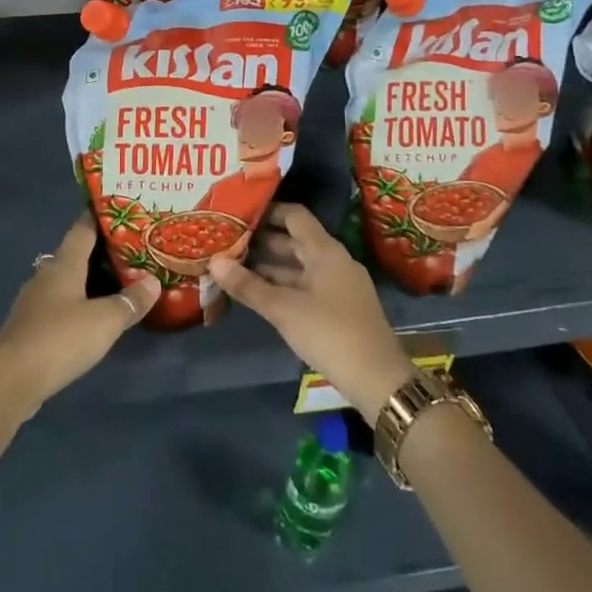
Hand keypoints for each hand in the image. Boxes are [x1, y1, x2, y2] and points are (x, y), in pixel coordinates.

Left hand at [0, 212, 158, 414]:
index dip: (99, 218)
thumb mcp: (105, 321)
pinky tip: (90, 318)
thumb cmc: (60, 338)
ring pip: (65, 281)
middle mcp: (46, 275)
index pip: (82, 229)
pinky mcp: (29, 327)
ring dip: (86, 281)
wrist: (12, 378)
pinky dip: (75, 305)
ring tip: (115, 284)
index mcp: (63, 264)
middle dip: (99, 252)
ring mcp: (34, 301)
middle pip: (74, 255)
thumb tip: (153, 281)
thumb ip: (130, 301)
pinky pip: (58, 305)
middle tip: (128, 252)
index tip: (118, 210)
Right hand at [208, 203, 415, 421]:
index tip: (238, 213)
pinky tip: (259, 294)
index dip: (267, 211)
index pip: (294, 215)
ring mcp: (339, 285)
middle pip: (295, 240)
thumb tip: (213, 261)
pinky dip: (283, 285)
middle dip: (262, 241)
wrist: (378, 380)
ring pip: (299, 266)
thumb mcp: (283, 309)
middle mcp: (334, 261)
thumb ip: (248, 285)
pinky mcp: (339, 308)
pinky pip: (306, 285)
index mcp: (325, 251)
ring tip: (234, 266)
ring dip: (270, 266)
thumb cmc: (330, 333)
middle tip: (227, 241)